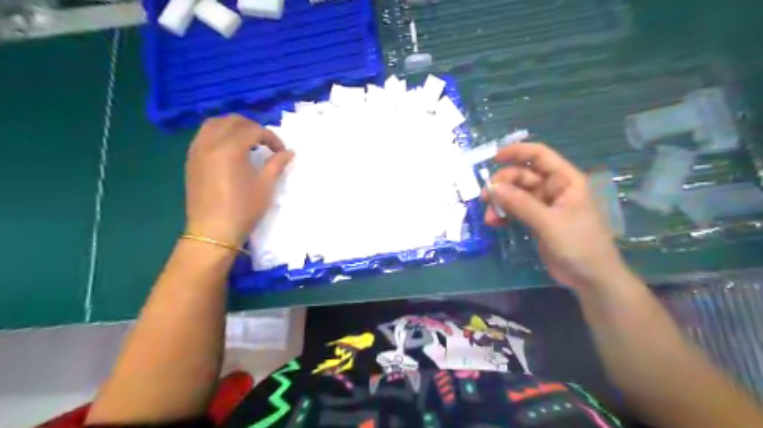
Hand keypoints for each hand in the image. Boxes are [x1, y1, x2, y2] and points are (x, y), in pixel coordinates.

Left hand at [183, 115, 292, 246]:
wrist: (213, 231)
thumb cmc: (243, 208)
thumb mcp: (266, 186)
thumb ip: (277, 164)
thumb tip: (289, 152)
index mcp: (230, 149)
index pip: (253, 130)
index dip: (271, 137)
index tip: (281, 151)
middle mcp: (210, 143)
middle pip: (232, 120)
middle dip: (252, 127)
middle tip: (265, 142)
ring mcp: (197, 151)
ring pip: (213, 124)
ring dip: (233, 127)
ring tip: (247, 141)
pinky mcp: (191, 160)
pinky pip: (203, 136)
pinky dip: (218, 134)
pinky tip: (229, 150)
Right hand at [486, 143, 628, 290]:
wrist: (591, 278)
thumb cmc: (579, 245)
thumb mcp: (549, 222)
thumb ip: (521, 204)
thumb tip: (492, 187)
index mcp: (565, 180)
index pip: (540, 156)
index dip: (518, 152)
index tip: (494, 157)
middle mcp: (554, 188)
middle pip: (523, 176)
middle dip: (503, 184)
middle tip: (486, 197)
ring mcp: (544, 205)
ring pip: (516, 194)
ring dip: (500, 202)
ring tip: (488, 216)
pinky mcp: (536, 220)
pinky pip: (515, 210)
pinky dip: (504, 214)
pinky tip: (494, 223)